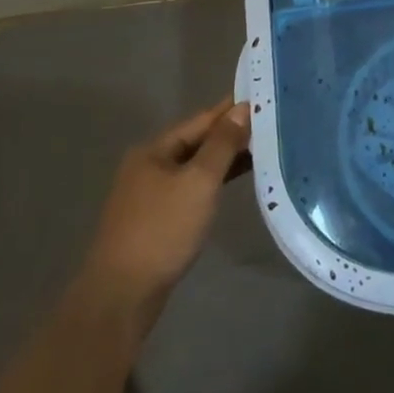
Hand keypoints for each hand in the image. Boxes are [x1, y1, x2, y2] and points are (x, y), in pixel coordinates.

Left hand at [83, 98, 250, 333]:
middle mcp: (149, 165)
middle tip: (271, 123)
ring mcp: (150, 193)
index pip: (201, 119)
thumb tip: (243, 109)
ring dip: (225, 157)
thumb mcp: (199, 182)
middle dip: (231, 133)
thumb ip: (222, 144)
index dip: (232, 109)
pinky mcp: (156, 218)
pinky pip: (191, 187)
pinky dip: (214, 180)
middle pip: (197, 141)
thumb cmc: (162, 230)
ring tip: (263, 148)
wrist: (123, 294)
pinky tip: (235, 181)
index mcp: (154, 150)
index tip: (264, 98)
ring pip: (195, 165)